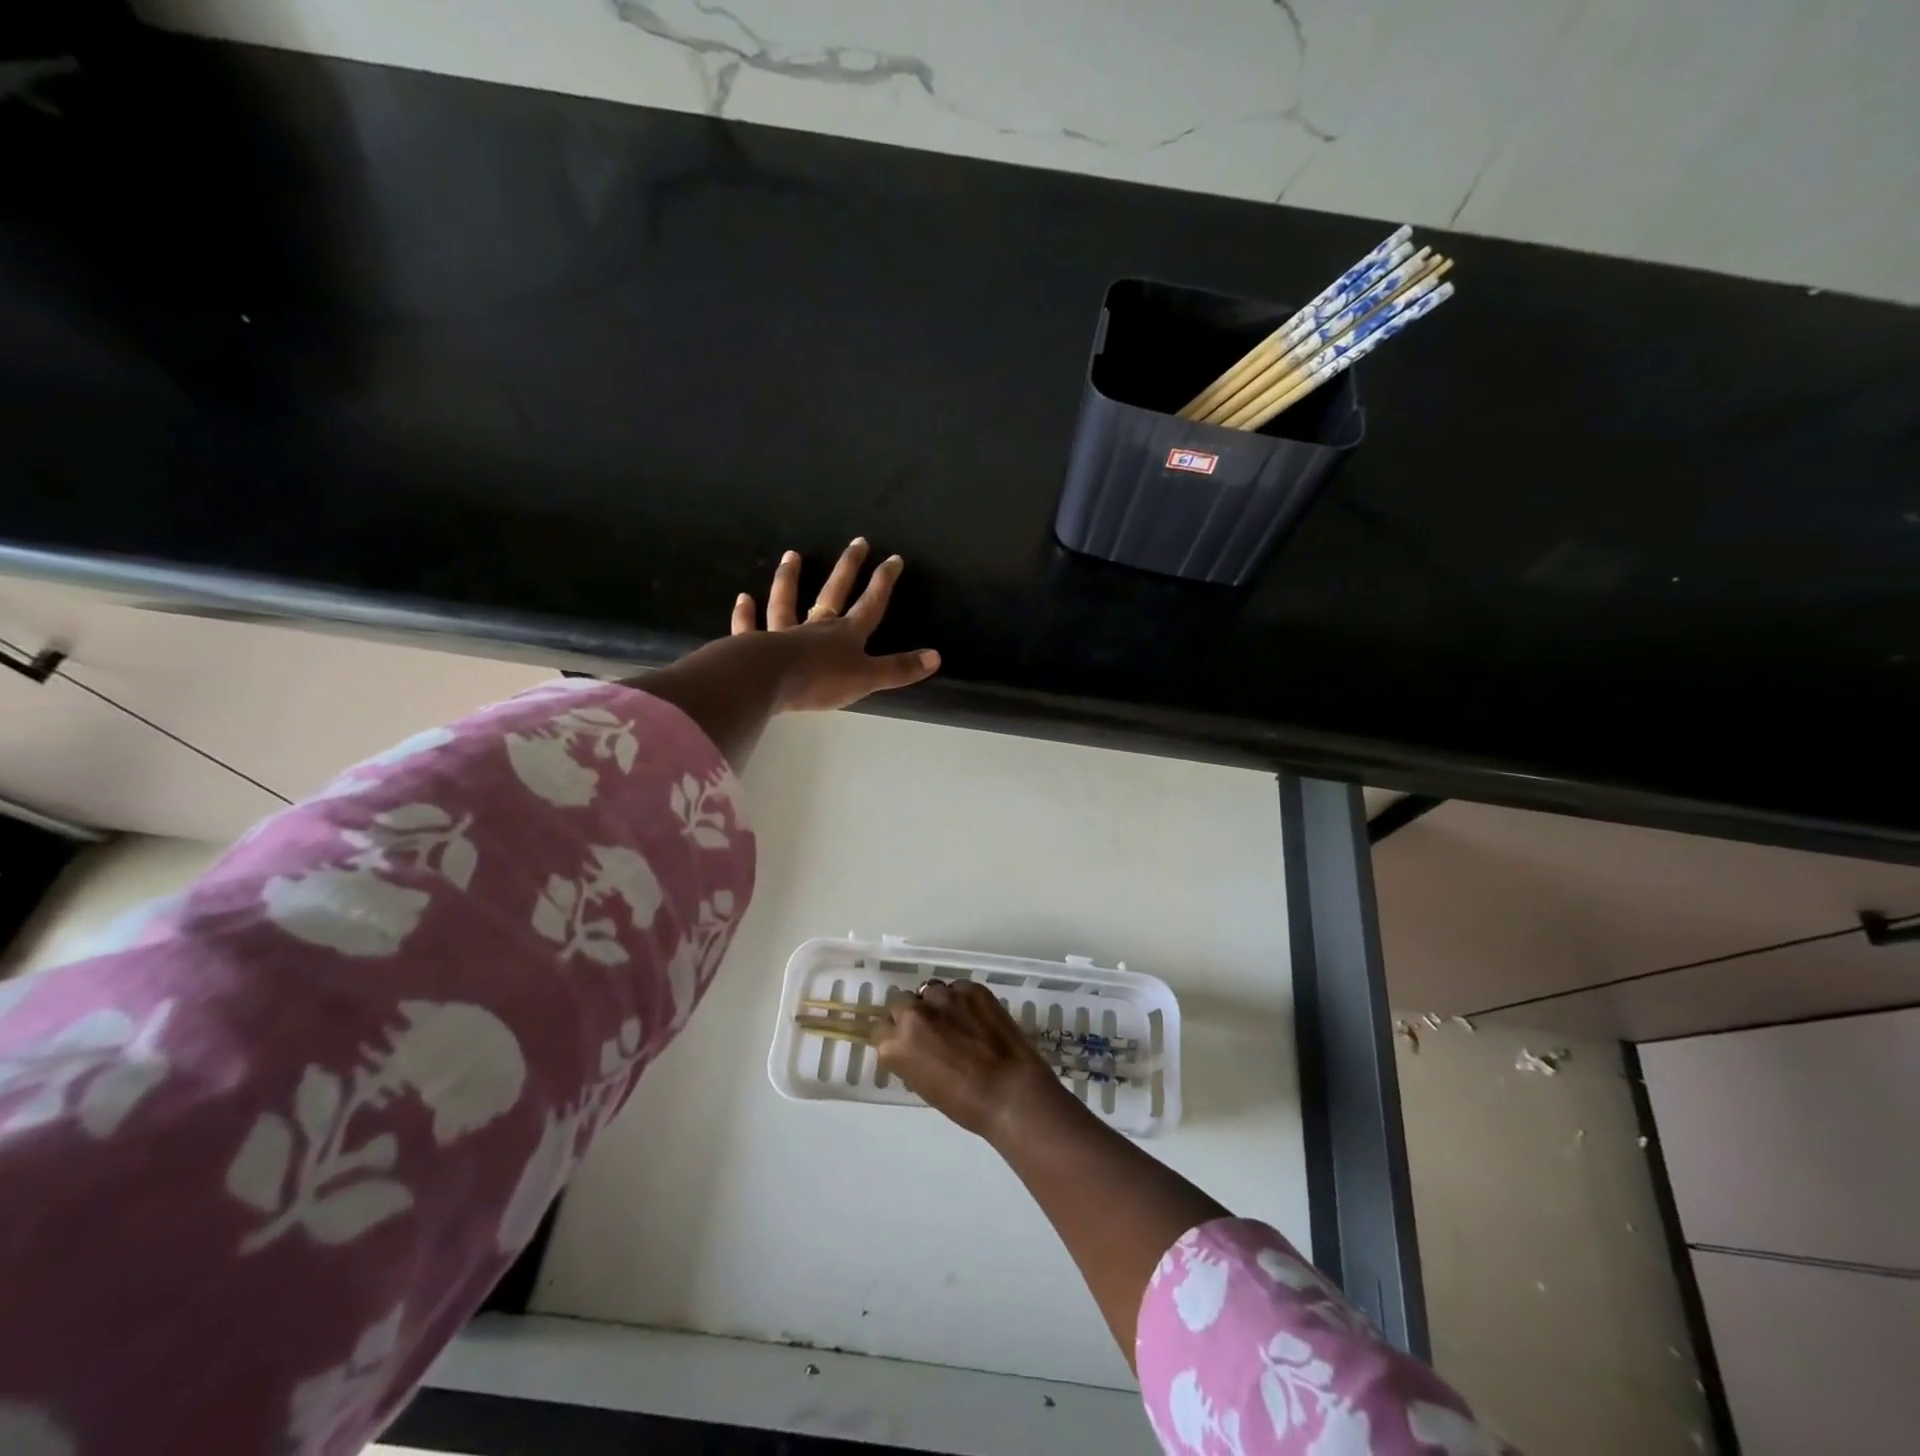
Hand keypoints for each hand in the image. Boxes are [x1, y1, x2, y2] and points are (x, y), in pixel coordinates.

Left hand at [731, 539, 940, 711]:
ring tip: (791, 555)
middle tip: (857, 542)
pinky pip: (750, 625)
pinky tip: (744, 598)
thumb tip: (936, 657)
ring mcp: (783, 633)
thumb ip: (899, 668)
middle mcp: (816, 627)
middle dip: (848, 568)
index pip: (871, 604)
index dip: (883, 582)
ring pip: (787, 601)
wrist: (768, 680)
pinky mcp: (754, 645)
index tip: (893, 558)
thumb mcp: (867, 678)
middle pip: (834, 592)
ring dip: (790, 578)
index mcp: (846, 634)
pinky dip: (746, 613)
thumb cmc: (821, 680)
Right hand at [873, 980, 1070, 1142]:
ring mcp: (944, 996)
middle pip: (901, 1002)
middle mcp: (914, 1013)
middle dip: (911, 1014)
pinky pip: (957, 988)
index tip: (906, 1042)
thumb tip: (914, 1046)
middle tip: (929, 1030)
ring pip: (929, 990)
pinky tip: (976, 1017)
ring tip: (955, 1020)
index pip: (880, 1029)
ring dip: (936, 1004)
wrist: (1010, 1091)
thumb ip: (910, 1057)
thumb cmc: (964, 1103)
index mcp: (896, 1044)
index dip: (893, 1035)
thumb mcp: (922, 1085)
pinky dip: (962, 1000)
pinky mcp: (971, 988)